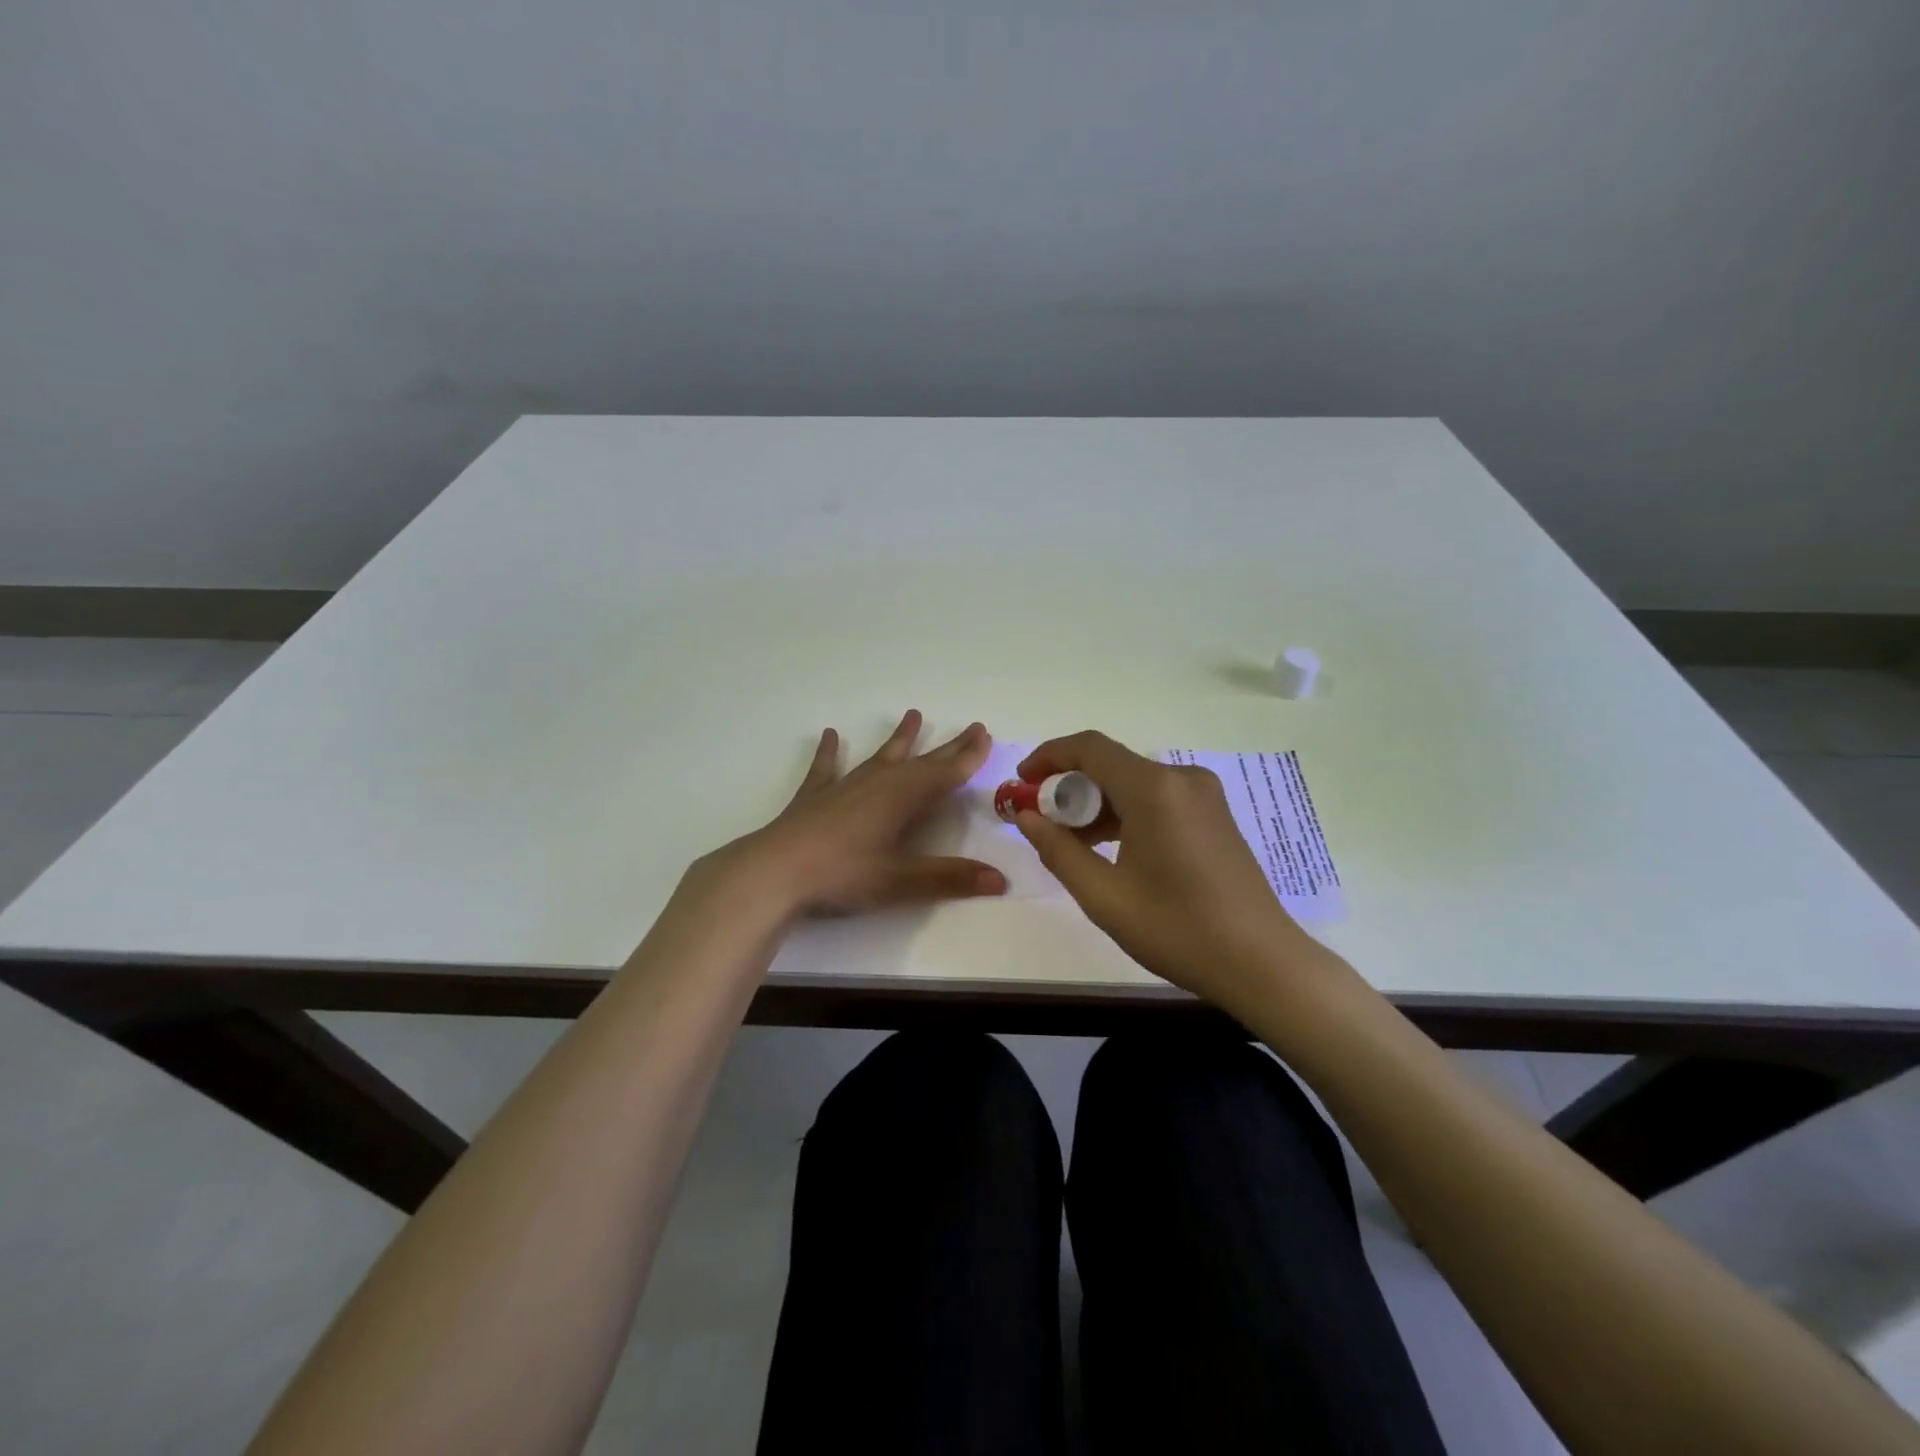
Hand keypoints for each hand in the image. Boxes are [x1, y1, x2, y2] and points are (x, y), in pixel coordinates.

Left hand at [704, 710, 1007, 917]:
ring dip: (899, 739)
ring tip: (913, 714)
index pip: (945, 773)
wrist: (776, 872)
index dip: (968, 756)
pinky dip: (830, 752)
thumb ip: (950, 878)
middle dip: (948, 746)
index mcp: (903, 798)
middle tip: (971, 727)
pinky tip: (829, 735)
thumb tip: (1001, 880)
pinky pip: (827, 768)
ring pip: (880, 756)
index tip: (986, 735)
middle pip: (921, 761)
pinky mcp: (815, 797)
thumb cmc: (844, 874)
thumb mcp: (901, 881)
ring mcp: (844, 786)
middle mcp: (878, 783)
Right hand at [1012, 731, 1329, 1011]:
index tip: (1022, 782)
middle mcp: (1182, 778)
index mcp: (1154, 789)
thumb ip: (1057, 849)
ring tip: (1071, 841)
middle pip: (1111, 763)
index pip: (1089, 748)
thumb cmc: (1177, 929)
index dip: (1049, 756)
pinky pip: (1158, 797)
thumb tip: (1026, 816)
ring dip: (1097, 802)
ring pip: (1134, 782)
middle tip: (1042, 821)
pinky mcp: (1214, 814)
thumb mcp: (1103, 895)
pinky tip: (1110, 848)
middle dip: (1070, 786)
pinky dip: (1126, 812)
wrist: (1261, 962)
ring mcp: (1204, 795)